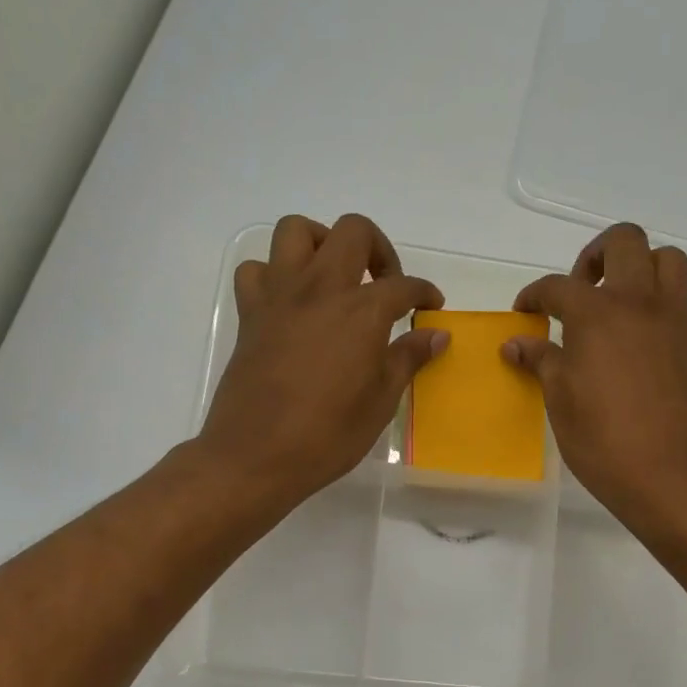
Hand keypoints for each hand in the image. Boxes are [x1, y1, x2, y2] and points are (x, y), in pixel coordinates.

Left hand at [200, 214, 445, 508]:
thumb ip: (408, 358)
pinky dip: (275, 274)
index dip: (425, 292)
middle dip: (378, 248)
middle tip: (385, 284)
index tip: (432, 307)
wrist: (256, 455)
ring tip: (335, 278)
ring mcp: (280, 296)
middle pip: (352, 231)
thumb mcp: (382, 401)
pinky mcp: (250, 313)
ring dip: (322, 243)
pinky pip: (257, 270)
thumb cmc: (328, 435)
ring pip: (296, 230)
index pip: (403, 285)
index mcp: (361, 312)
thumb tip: (436, 335)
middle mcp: (321, 289)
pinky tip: (291, 302)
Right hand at [504, 223, 686, 526]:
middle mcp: (639, 302)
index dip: (534, 296)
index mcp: (598, 313)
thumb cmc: (604, 439)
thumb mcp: (560, 400)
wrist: (672, 473)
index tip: (524, 314)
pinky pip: (677, 296)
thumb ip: (540, 362)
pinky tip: (634, 337)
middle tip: (578, 291)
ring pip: (665, 259)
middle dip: (594, 256)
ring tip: (615, 302)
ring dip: (638, 266)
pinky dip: (656, 298)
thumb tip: (515, 344)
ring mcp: (672, 319)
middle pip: (624, 242)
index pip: (557, 287)